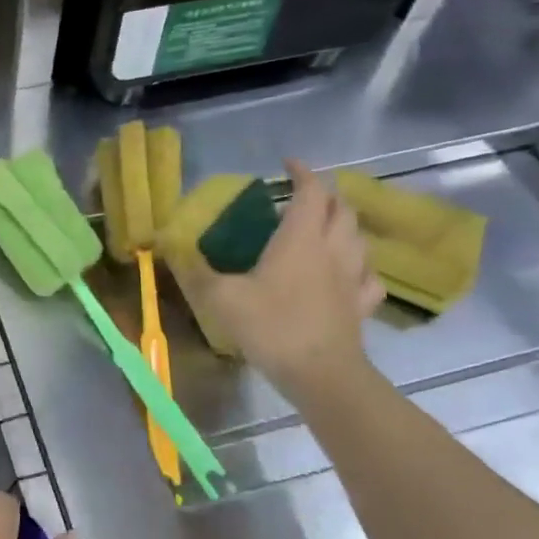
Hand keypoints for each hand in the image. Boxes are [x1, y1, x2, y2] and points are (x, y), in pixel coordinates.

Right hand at [182, 159, 384, 397]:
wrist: (321, 374)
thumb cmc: (272, 327)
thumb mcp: (221, 298)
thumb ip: (196, 271)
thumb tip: (170, 248)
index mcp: (300, 238)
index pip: (311, 191)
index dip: (302, 172)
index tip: (287, 164)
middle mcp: (333, 249)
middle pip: (341, 209)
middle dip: (324, 195)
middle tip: (302, 197)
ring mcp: (352, 277)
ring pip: (358, 237)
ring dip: (343, 225)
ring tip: (324, 228)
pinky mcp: (361, 305)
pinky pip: (368, 275)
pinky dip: (358, 265)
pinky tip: (348, 273)